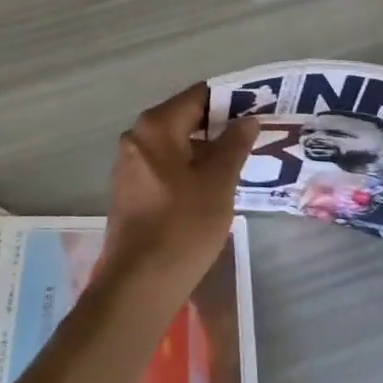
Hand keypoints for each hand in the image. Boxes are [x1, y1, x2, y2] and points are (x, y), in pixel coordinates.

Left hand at [101, 85, 257, 300]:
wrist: (138, 285)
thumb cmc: (182, 227)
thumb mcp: (218, 184)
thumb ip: (234, 145)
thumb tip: (248, 119)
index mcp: (156, 126)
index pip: (198, 96)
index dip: (228, 102)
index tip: (254, 113)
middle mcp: (136, 136)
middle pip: (183, 118)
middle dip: (216, 128)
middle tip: (249, 141)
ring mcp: (128, 164)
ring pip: (173, 144)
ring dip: (202, 151)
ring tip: (235, 166)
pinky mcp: (128, 190)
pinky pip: (162, 166)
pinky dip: (185, 170)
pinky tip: (208, 190)